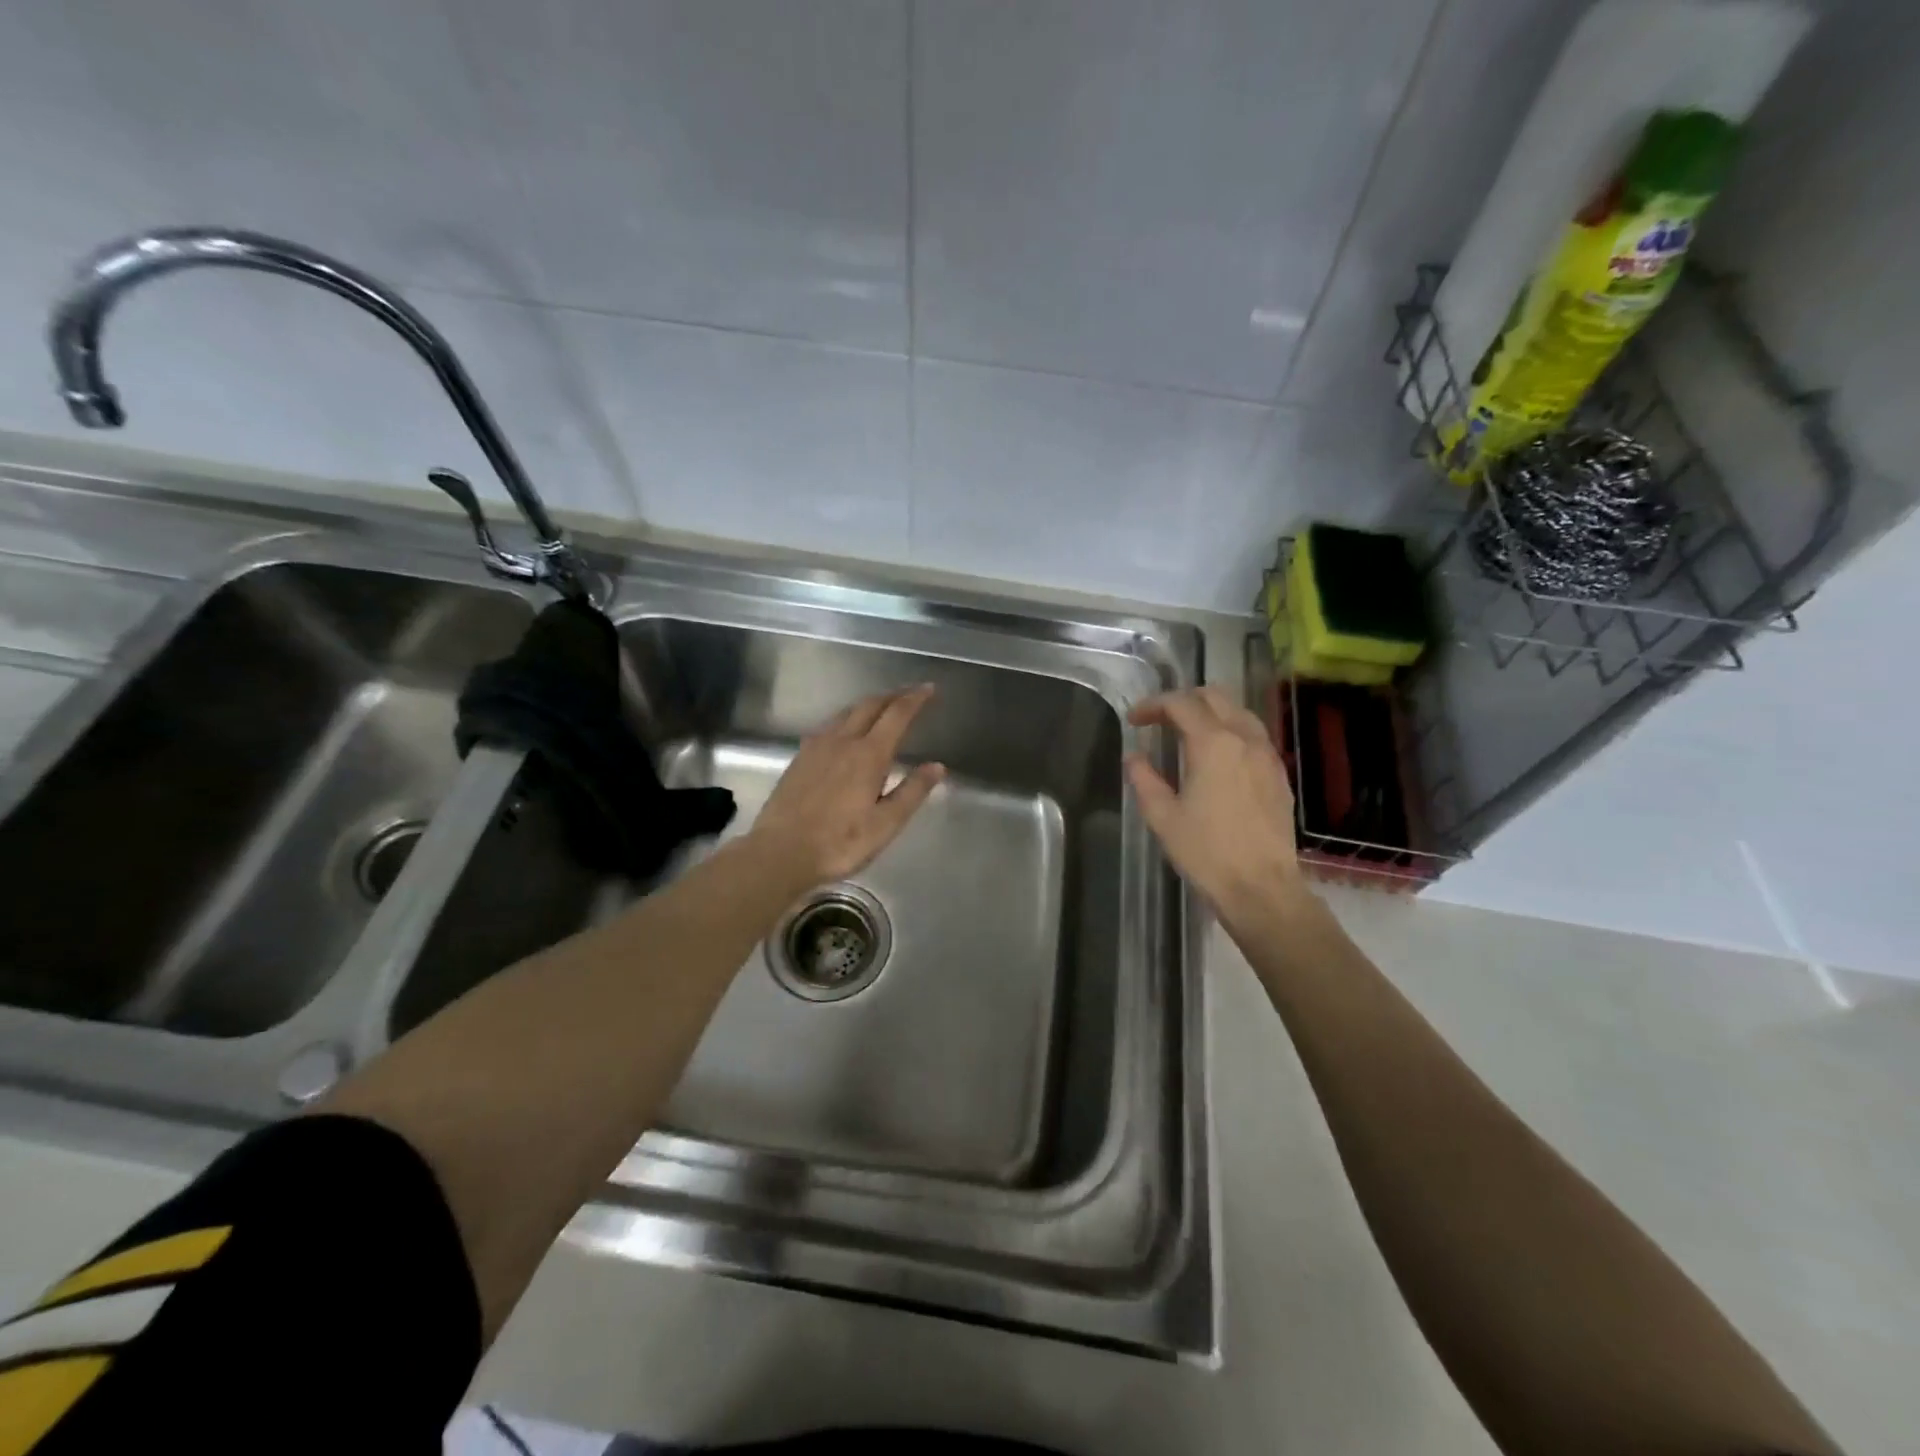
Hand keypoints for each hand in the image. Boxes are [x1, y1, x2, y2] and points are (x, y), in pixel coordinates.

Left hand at [750, 685, 945, 889]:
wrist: (780, 851)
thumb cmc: (840, 842)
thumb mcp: (886, 824)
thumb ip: (912, 792)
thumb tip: (937, 766)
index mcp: (868, 755)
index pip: (896, 715)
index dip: (915, 699)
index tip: (929, 689)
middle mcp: (842, 741)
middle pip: (870, 706)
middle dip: (892, 696)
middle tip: (910, 694)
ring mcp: (817, 747)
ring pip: (846, 712)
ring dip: (868, 704)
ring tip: (882, 708)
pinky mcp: (800, 757)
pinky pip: (828, 726)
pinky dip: (846, 718)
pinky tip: (845, 731)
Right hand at [1125, 685, 1302, 921]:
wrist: (1261, 888)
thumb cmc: (1206, 853)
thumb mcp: (1162, 817)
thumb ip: (1144, 779)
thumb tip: (1134, 757)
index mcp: (1213, 744)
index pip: (1180, 704)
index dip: (1152, 705)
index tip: (1134, 720)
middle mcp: (1245, 739)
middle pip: (1215, 696)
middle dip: (1183, 700)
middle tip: (1160, 720)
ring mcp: (1267, 755)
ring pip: (1239, 712)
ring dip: (1210, 712)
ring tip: (1188, 733)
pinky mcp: (1279, 775)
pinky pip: (1254, 735)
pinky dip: (1231, 732)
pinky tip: (1218, 757)